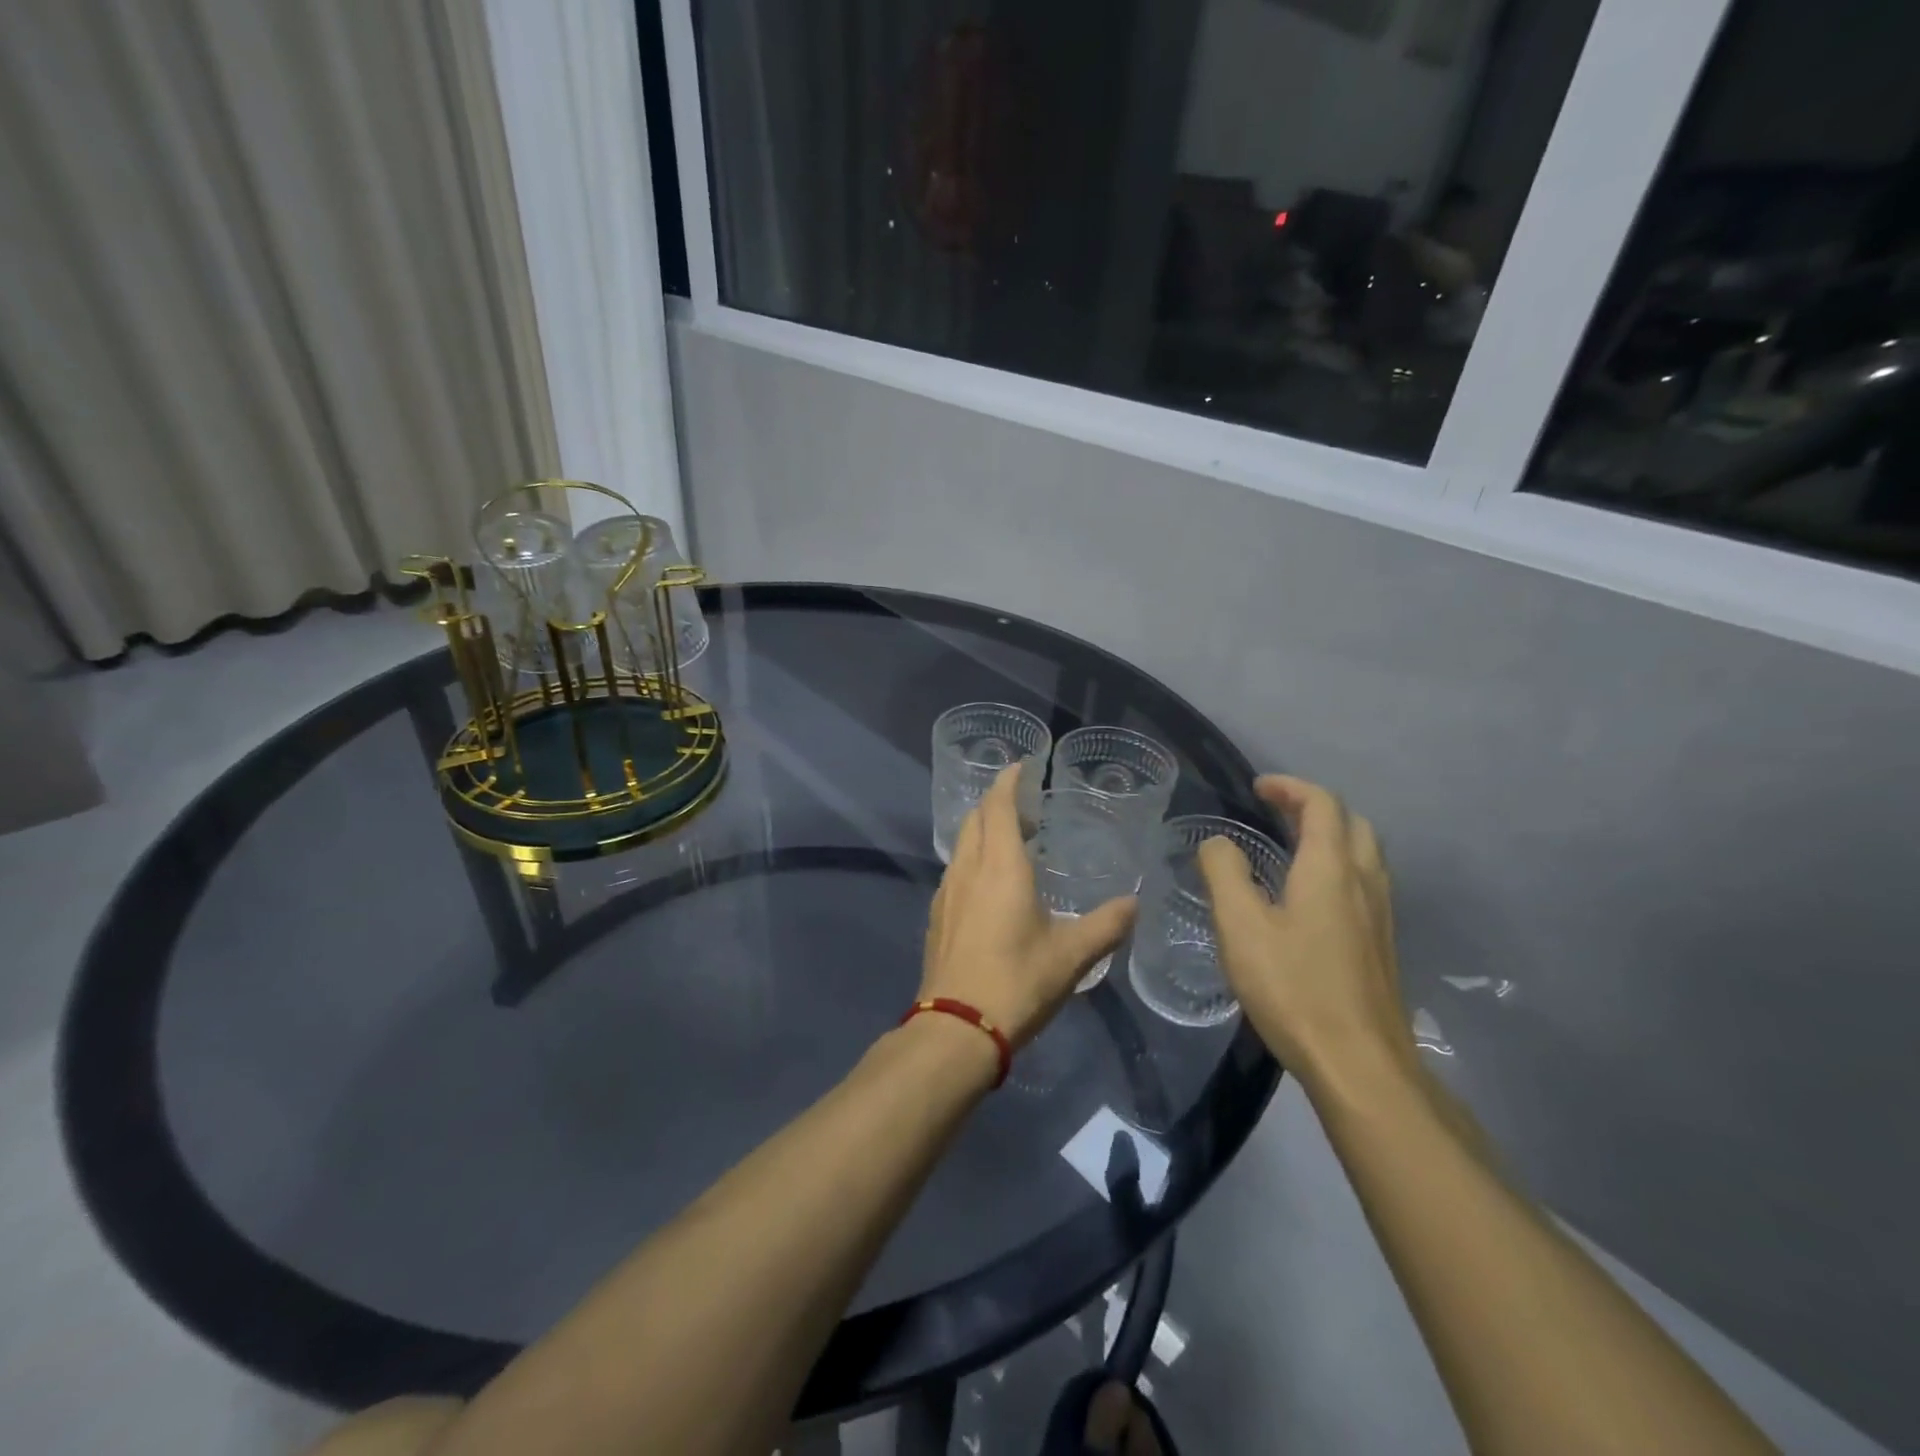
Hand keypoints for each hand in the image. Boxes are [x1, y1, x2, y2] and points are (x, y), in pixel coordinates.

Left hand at [921, 763, 1135, 1046]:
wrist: (956, 1029)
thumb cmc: (1017, 983)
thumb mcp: (1071, 956)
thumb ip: (1106, 926)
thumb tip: (1134, 904)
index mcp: (999, 867)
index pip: (997, 806)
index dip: (1008, 782)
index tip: (1021, 766)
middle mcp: (967, 870)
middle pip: (975, 820)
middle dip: (996, 804)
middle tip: (1026, 808)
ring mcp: (946, 894)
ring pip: (962, 846)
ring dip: (983, 833)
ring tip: (1012, 843)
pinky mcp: (936, 918)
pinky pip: (956, 872)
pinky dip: (973, 861)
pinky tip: (990, 886)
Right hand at [1198, 775, 1414, 1092]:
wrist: (1360, 1065)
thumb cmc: (1293, 988)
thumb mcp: (1241, 927)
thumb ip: (1225, 873)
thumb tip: (1218, 842)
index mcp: (1331, 869)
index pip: (1321, 804)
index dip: (1290, 787)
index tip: (1257, 788)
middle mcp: (1365, 882)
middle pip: (1352, 823)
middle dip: (1314, 806)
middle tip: (1275, 812)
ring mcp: (1381, 915)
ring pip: (1365, 854)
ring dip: (1331, 835)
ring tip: (1291, 846)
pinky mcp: (1382, 944)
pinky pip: (1365, 882)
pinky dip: (1339, 866)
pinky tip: (1311, 897)